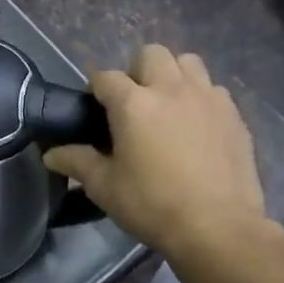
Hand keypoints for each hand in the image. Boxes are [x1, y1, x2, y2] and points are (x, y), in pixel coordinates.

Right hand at [43, 45, 266, 256]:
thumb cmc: (153, 205)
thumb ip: (77, 162)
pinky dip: (200, 97)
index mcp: (133, 103)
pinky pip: (212, 89)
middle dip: (137, 71)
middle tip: (133, 103)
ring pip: (187, 62)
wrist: (218, 228)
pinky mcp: (233, 114)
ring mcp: (207, 98)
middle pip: (151, 54)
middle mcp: (170, 89)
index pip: (105, 77)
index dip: (96, 89)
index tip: (94, 109)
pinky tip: (196, 125)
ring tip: (167, 105)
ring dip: (172, 75)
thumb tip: (50, 154)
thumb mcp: (104, 187)